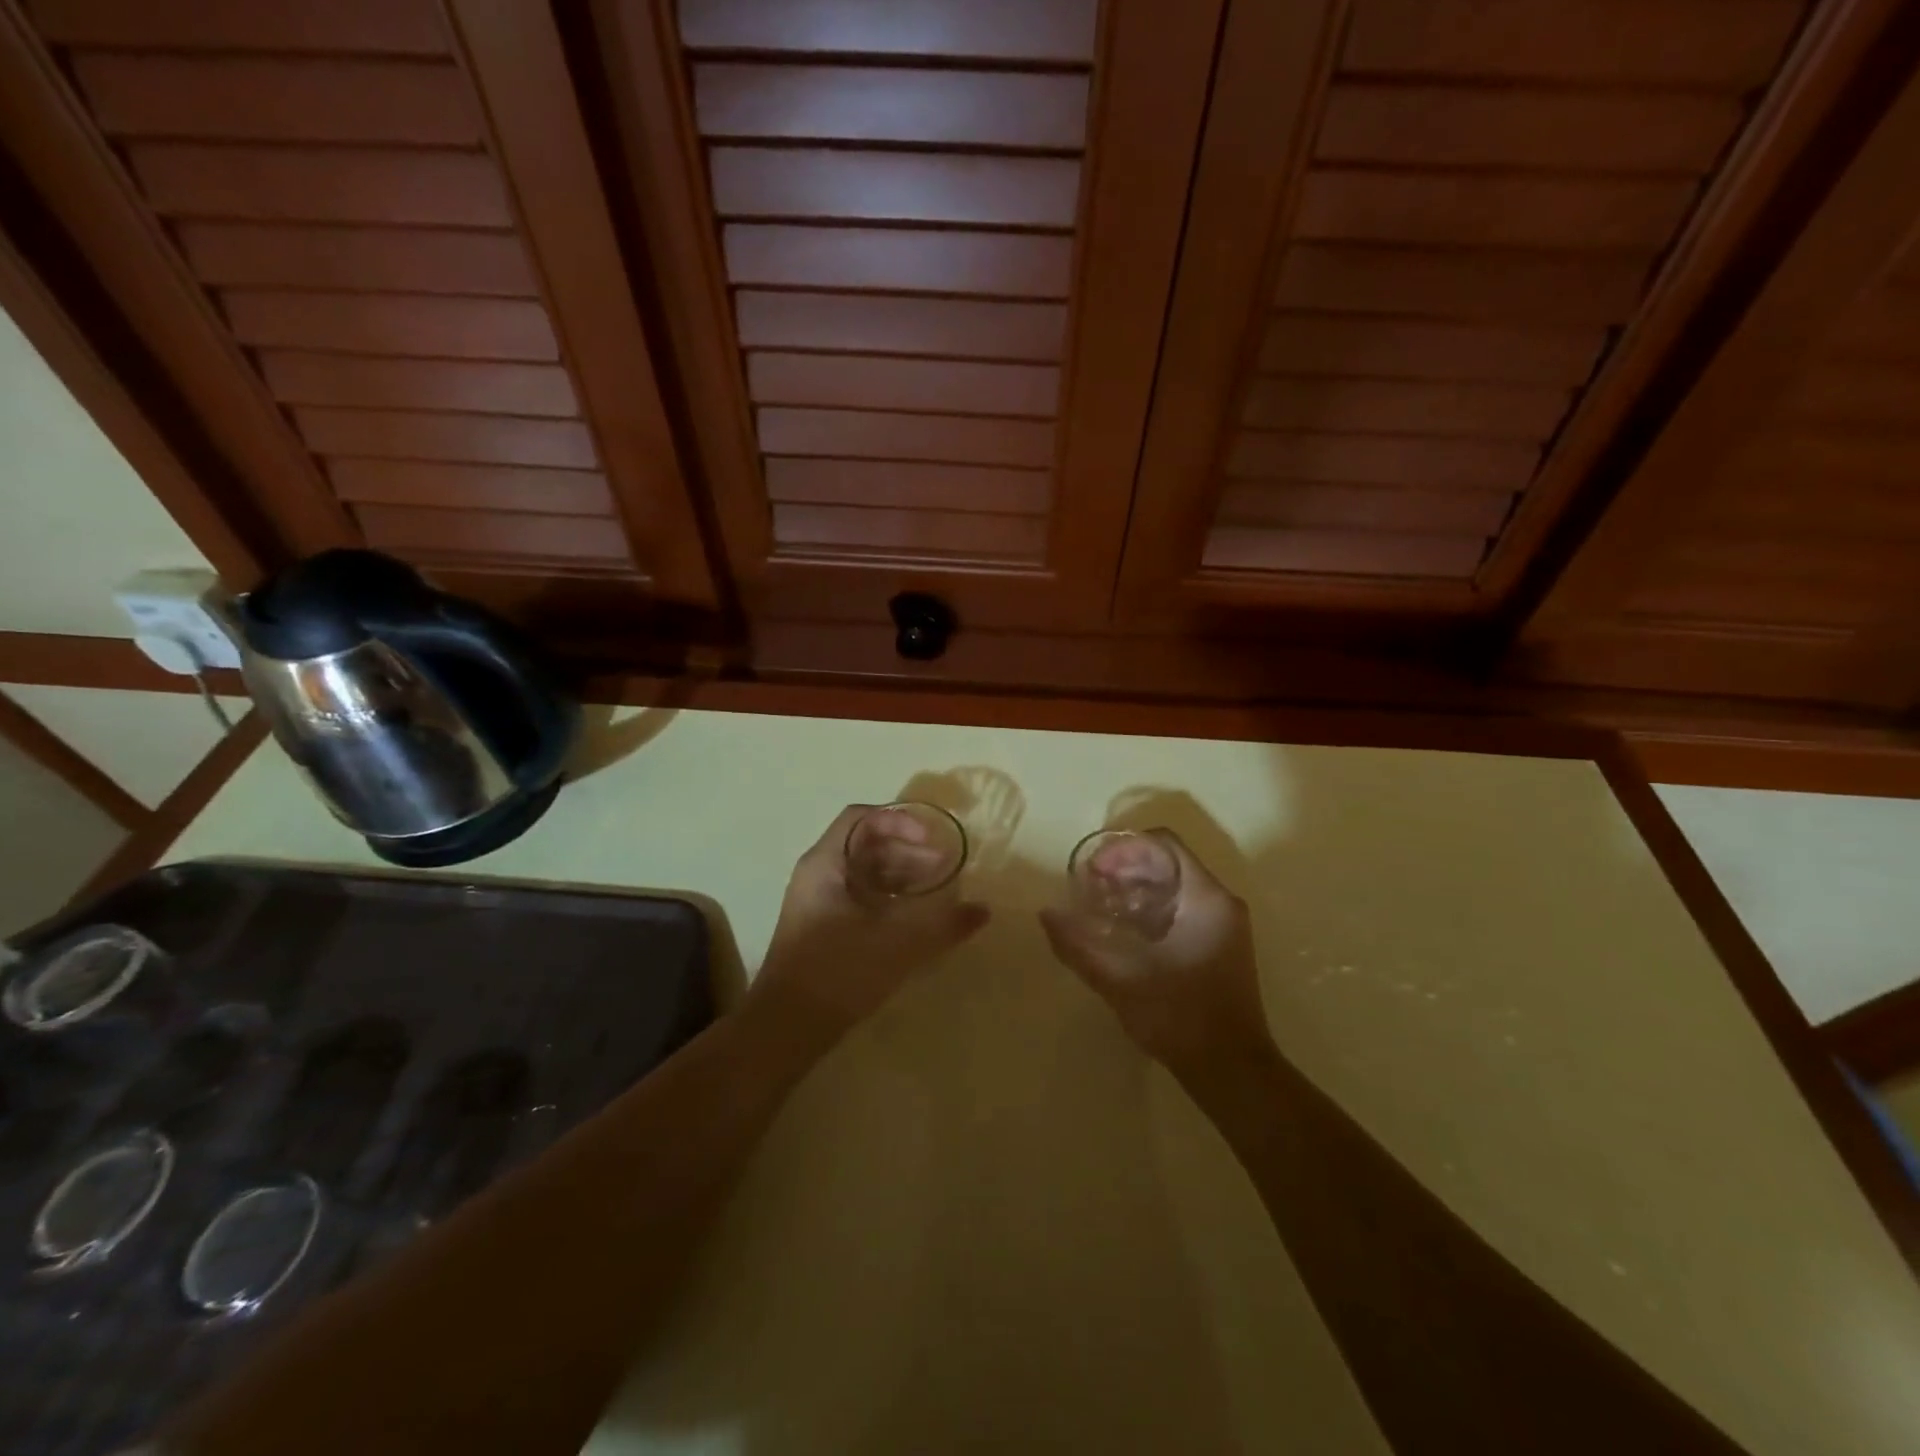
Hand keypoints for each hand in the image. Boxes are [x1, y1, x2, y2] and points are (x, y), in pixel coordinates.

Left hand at [746, 805, 989, 1047]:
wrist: (785, 1029)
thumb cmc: (838, 972)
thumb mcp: (897, 944)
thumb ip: (943, 924)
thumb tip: (982, 910)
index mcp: (826, 864)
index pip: (863, 818)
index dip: (901, 822)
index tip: (932, 842)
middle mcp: (818, 875)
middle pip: (866, 844)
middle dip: (909, 851)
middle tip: (945, 867)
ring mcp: (818, 902)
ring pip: (865, 873)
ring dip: (902, 875)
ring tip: (937, 891)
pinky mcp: (823, 928)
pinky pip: (861, 897)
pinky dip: (890, 898)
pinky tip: (915, 918)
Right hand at [1040, 829, 1271, 1074]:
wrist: (1231, 1071)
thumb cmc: (1180, 1017)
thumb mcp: (1121, 979)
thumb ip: (1079, 945)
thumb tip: (1046, 914)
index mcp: (1205, 898)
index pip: (1164, 843)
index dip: (1124, 847)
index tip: (1094, 870)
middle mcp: (1220, 902)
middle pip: (1169, 861)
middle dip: (1126, 867)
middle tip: (1090, 886)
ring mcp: (1224, 924)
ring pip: (1175, 884)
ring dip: (1136, 887)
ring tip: (1100, 905)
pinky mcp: (1220, 945)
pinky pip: (1182, 907)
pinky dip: (1151, 907)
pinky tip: (1123, 930)